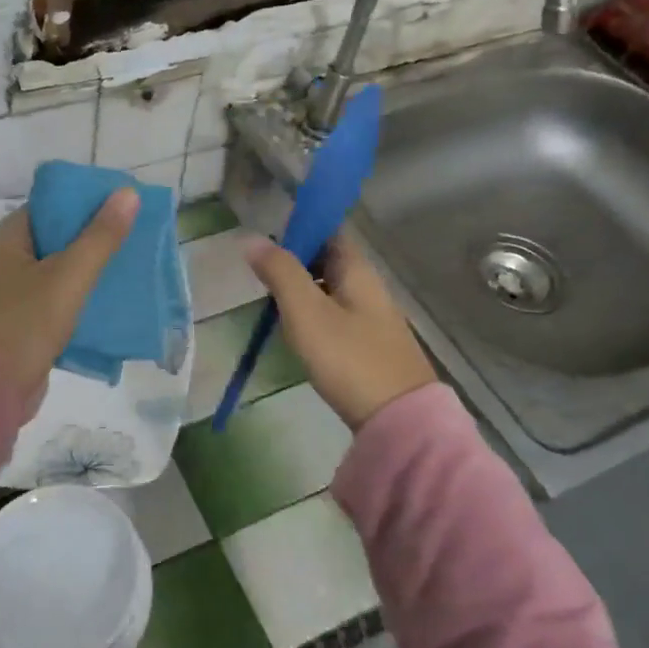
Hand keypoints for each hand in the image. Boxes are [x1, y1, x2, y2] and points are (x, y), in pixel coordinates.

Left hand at [0, 189, 138, 410]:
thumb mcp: (69, 276)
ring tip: (125, 263)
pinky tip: (106, 298)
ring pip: (56, 269)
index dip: (82, 202)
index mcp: (7, 241)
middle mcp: (4, 262)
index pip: (47, 207)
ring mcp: (10, 294)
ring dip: (87, 267)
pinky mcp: (20, 322)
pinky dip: (77, 294)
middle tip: (129, 234)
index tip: (118, 204)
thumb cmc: (27, 325)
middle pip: (53, 237)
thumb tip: (128, 193)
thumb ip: (100, 237)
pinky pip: (53, 297)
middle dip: (90, 236)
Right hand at [244, 232, 437, 430]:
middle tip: (261, 275)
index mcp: (357, 270)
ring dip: (301, 289)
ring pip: (330, 288)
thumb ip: (280, 273)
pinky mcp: (369, 343)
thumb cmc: (348, 358)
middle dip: (295, 261)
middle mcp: (369, 286)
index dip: (299, 228)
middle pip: (328, 259)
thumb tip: (251, 239)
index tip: (266, 240)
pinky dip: (313, 313)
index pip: (329, 230)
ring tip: (271, 303)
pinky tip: (297, 331)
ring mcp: (372, 316)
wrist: (397, 418)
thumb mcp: (306, 312)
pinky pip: (335, 314)